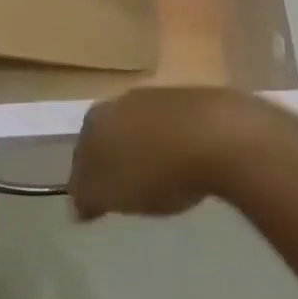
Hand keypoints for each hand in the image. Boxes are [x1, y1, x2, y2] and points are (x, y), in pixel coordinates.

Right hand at [69, 88, 283, 220]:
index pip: (80, 152)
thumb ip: (87, 198)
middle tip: (126, 190)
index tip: (95, 202)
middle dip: (115, 159)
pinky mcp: (193, 99)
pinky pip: (173, 127)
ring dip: (145, 149)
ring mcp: (158, 95)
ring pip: (141, 127)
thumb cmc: (155, 170)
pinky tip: (187, 165)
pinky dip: (174, 144)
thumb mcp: (111, 194)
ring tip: (160, 181)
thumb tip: (78, 203)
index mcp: (96, 119)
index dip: (86, 179)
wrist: (219, 136)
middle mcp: (121, 100)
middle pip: (110, 135)